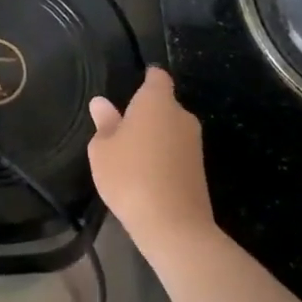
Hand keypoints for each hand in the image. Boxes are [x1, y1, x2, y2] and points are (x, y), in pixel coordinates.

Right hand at [87, 67, 213, 251]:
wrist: (173, 224)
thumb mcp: (102, 149)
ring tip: (130, 156)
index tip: (132, 86)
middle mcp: (181, 115)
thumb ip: (104, 123)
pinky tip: (145, 175)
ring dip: (154, 137)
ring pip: (170, 130)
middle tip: (121, 129)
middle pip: (163, 105)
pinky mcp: (200, 168)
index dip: (146, 77)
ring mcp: (194, 143)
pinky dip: (163, 157)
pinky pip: (176, 152)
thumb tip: (101, 103)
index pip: (157, 77)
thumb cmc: (129, 175)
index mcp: (157, 101)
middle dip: (146, 113)